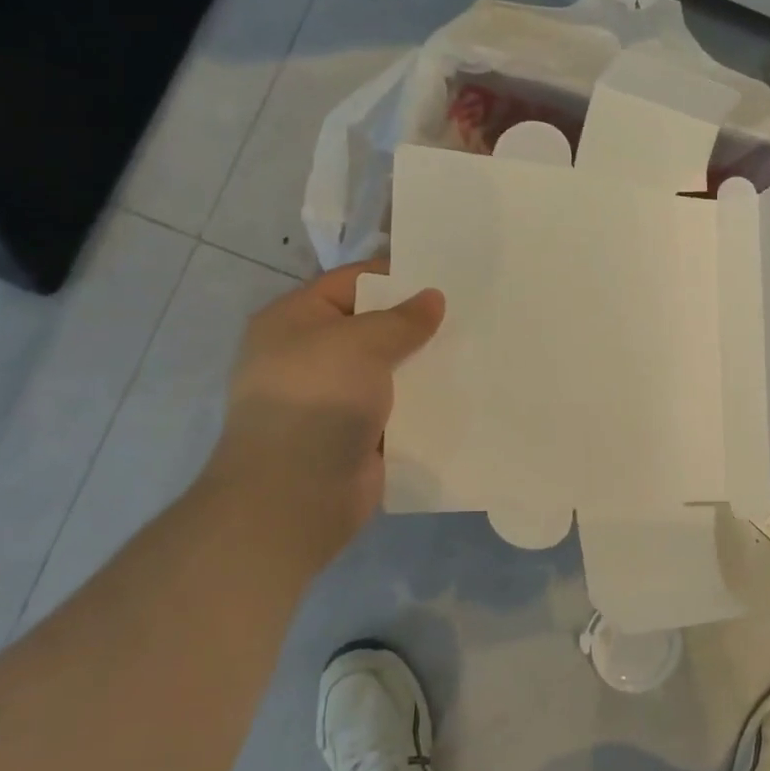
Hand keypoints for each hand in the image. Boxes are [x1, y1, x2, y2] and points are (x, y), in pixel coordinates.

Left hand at [199, 261, 442, 557]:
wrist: (295, 495)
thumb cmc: (317, 401)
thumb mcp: (360, 344)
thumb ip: (402, 320)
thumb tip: (433, 298)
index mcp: (294, 321)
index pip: (350, 283)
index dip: (395, 277)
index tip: (444, 275)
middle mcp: (310, 356)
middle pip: (372, 327)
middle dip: (416, 323)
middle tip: (469, 312)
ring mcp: (333, 398)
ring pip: (388, 370)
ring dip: (423, 364)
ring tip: (475, 349)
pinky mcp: (356, 434)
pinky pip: (396, 408)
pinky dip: (422, 402)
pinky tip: (462, 392)